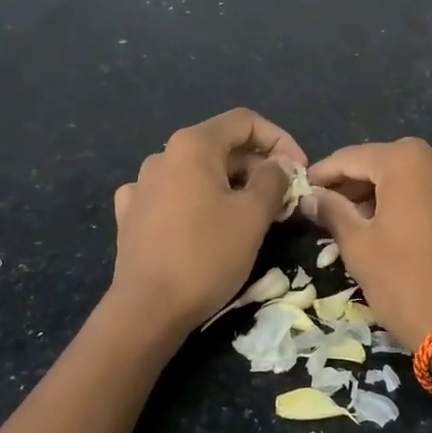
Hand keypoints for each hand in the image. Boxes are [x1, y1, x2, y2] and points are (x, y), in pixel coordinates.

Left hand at [111, 109, 307, 333]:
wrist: (147, 310)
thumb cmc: (207, 255)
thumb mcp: (253, 215)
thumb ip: (273, 180)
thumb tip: (277, 165)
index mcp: (192, 145)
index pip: (245, 122)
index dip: (280, 140)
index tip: (299, 170)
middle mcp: (162, 155)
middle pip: (222, 147)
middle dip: (258, 167)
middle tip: (283, 199)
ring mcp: (142, 185)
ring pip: (198, 173)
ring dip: (230, 186)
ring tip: (252, 215)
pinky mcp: (132, 215)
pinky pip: (173, 195)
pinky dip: (196, 202)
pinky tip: (203, 223)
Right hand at [307, 138, 431, 351]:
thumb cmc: (405, 282)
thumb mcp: (359, 246)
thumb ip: (333, 211)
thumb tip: (311, 196)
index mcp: (408, 160)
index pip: (353, 158)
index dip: (324, 173)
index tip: (303, 188)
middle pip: (387, 163)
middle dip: (357, 183)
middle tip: (329, 207)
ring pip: (416, 177)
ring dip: (387, 193)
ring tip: (361, 220)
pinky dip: (417, 203)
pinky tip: (401, 228)